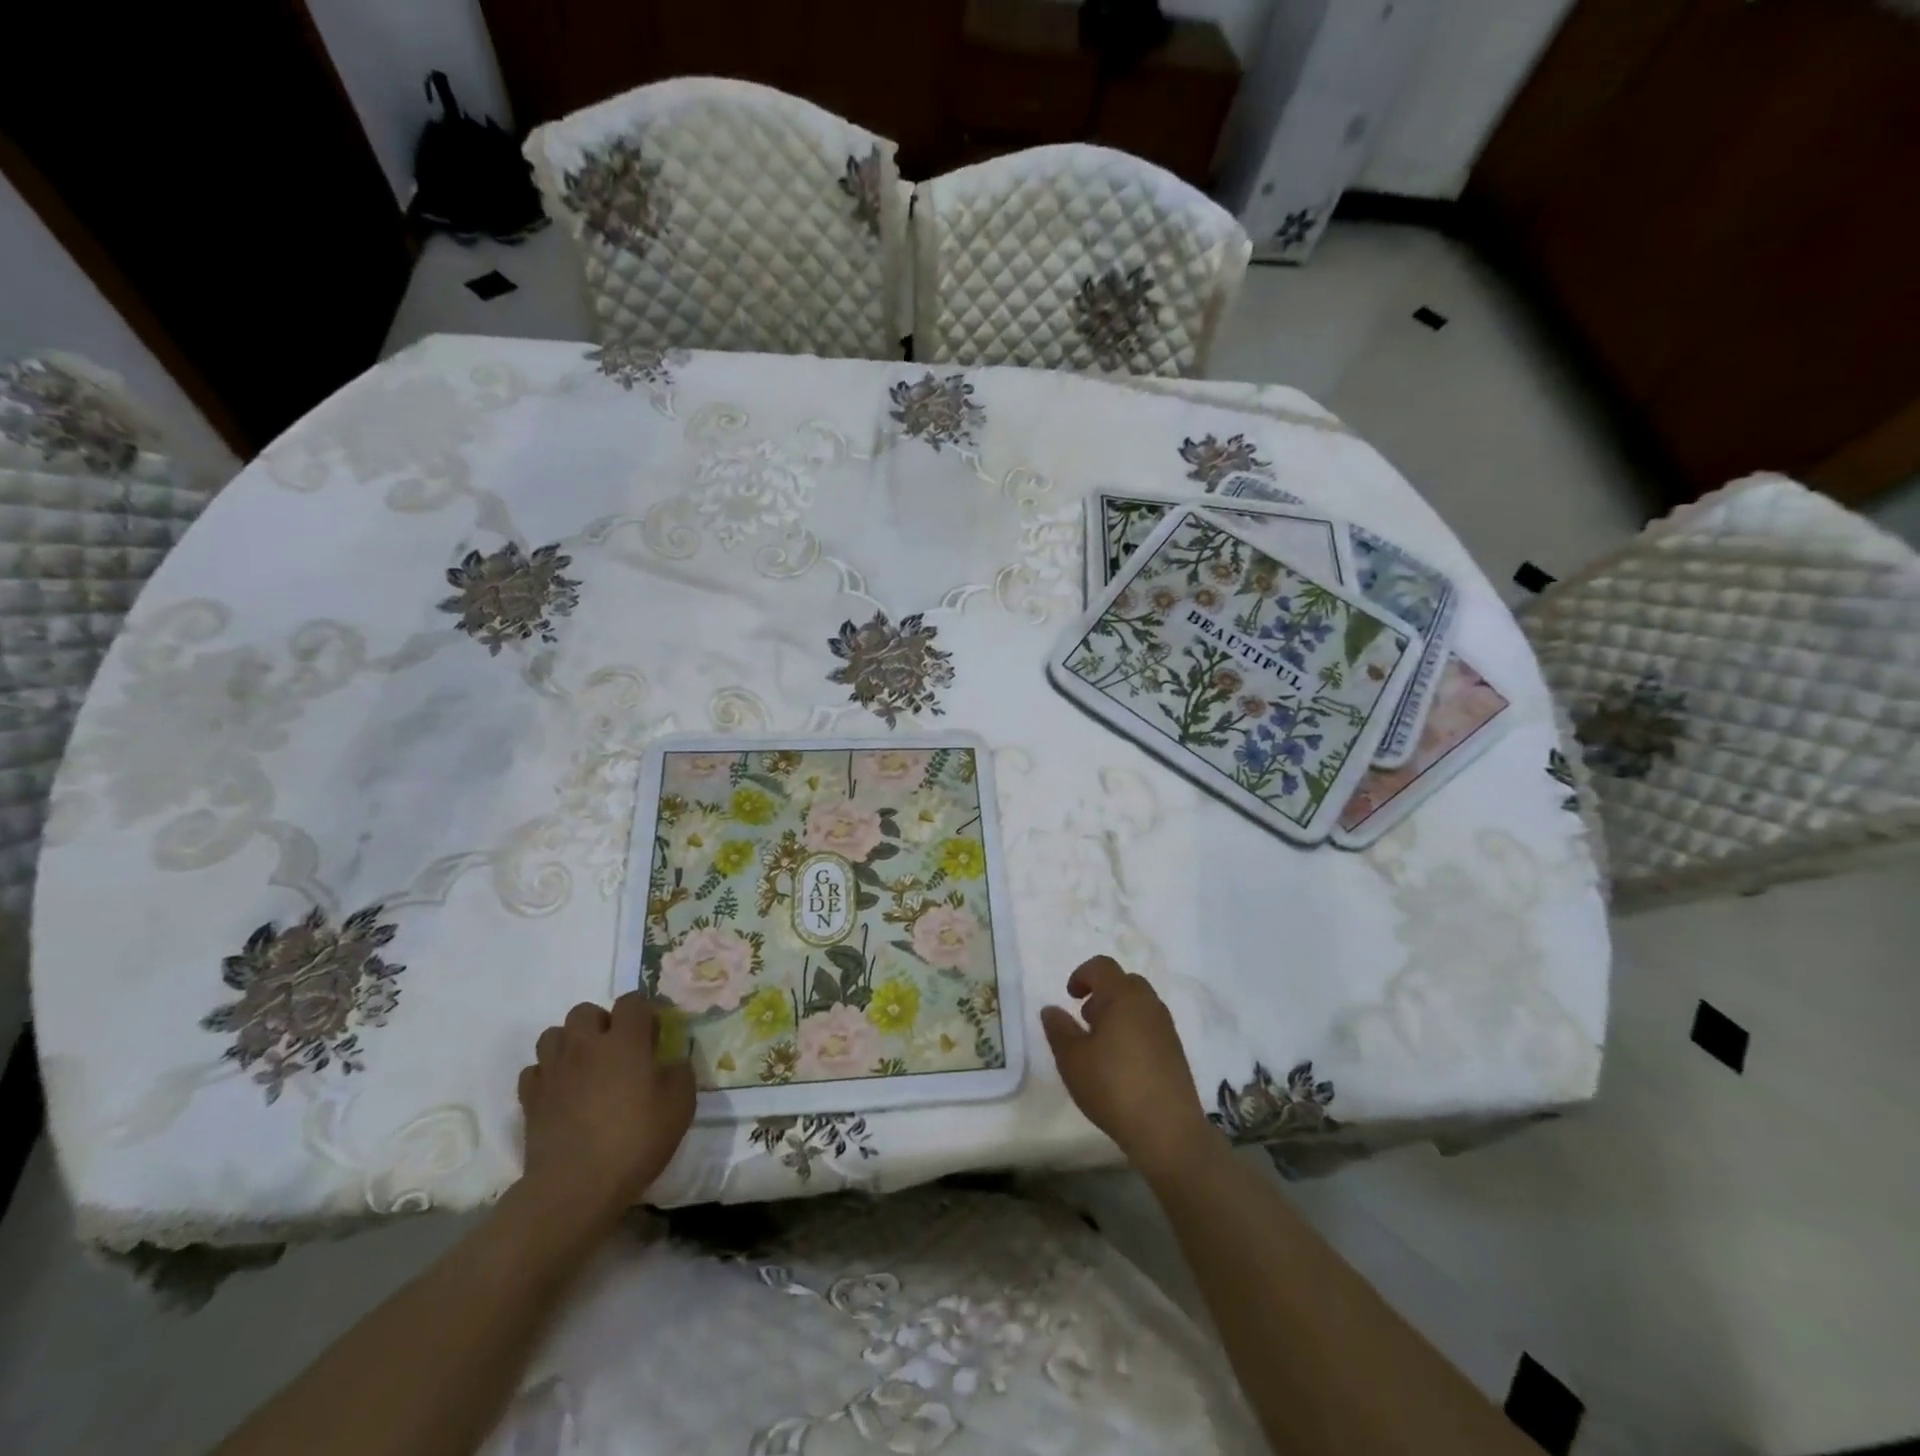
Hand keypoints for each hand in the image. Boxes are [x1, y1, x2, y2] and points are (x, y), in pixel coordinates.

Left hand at [517, 993, 694, 1227]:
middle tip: (616, 1051)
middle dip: (600, 1023)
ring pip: (553, 1035)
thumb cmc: (635, 1140)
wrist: (575, 1187)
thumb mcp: (681, 1105)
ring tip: (585, 1067)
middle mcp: (586, 1045)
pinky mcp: (530, 1099)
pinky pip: (534, 1070)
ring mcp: (554, 1071)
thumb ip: (680, 1072)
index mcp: (625, 1040)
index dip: (643, 1013)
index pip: (632, 1001)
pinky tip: (561, 1092)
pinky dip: (547, 1075)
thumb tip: (672, 1062)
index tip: (652, 1037)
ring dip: (569, 1044)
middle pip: (584, 1011)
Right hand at [1041, 956, 1211, 1176]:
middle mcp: (1148, 1003)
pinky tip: (1122, 1062)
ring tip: (1101, 1044)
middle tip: (1085, 1018)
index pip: (1102, 966)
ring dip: (1118, 1012)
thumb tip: (1051, 1009)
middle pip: (1124, 982)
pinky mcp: (1175, 1050)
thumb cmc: (1112, 1086)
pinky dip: (1133, 1030)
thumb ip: (1058, 1029)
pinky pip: (1150, 1025)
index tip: (1070, 996)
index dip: (1082, 974)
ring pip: (1139, 1004)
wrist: (1168, 1129)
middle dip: (1102, 992)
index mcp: (1122, 996)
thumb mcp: (1072, 1059)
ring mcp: (1165, 1027)